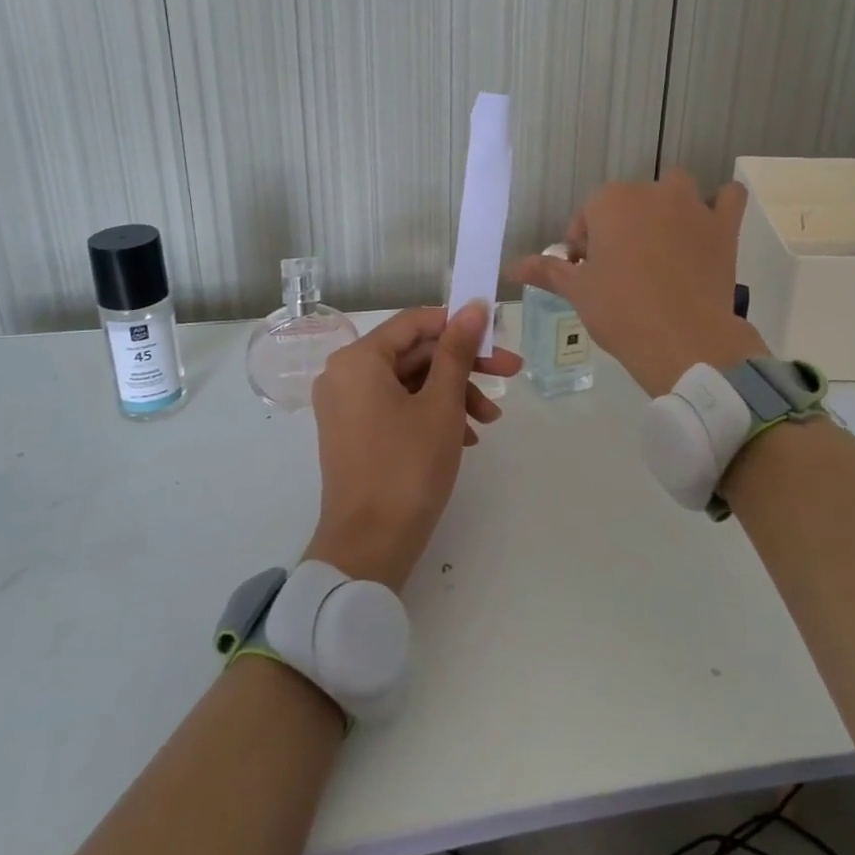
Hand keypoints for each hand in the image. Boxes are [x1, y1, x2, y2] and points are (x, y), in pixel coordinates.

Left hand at [305, 302, 521, 591]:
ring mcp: (346, 405)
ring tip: (489, 422)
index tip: (497, 336)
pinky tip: (466, 437)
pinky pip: (397, 406)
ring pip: (410, 382)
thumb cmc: (408, 467)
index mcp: (358, 359)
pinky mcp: (354, 432)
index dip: (459, 324)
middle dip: (464, 366)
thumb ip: (457, 351)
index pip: (415, 322)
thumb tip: (474, 307)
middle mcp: (345, 374)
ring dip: (453, 394)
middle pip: (414, 353)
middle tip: (510, 374)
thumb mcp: (442, 405)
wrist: (370, 547)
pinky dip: (432, 414)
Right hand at [509, 169, 764, 396]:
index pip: (587, 215)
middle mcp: (651, 192)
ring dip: (666, 206)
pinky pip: (729, 197)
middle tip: (619, 268)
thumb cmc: (620, 311)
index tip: (586, 272)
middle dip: (620, 226)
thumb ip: (547, 270)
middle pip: (628, 201)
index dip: (583, 244)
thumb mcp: (578, 291)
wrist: (682, 340)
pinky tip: (708, 226)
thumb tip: (511, 267)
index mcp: (610, 202)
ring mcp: (692, 206)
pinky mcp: (724, 226)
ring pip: (675, 188)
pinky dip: (720, 204)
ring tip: (661, 244)